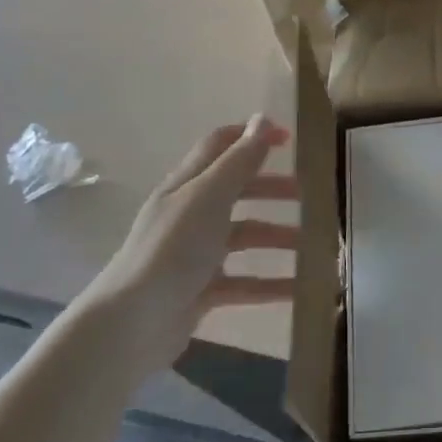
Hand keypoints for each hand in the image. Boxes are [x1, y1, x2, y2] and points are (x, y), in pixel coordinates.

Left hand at [84, 116, 298, 370]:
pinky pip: (243, 282)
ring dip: (275, 237)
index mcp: (186, 186)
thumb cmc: (173, 250)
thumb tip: (264, 118)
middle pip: (235, 191)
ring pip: (242, 237)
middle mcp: (188, 215)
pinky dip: (270, 284)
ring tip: (309, 245)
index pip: (219, 147)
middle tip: (306, 195)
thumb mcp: (209, 197)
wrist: (132, 323)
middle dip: (270, 189)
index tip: (289, 140)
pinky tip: (298, 289)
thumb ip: (239, 160)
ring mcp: (193, 254)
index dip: (251, 137)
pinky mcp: (200, 290)